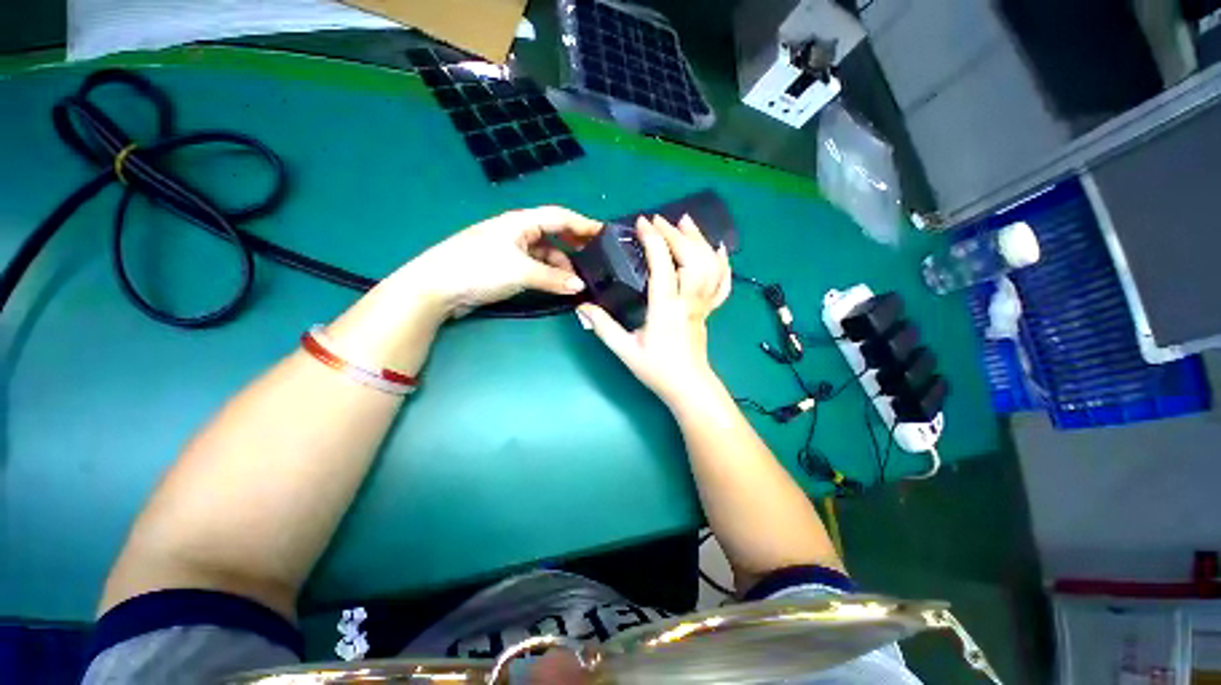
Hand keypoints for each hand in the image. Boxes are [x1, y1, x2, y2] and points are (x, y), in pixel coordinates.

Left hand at [393, 206, 602, 317]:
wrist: (437, 288)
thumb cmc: (479, 269)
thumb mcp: (522, 272)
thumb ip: (554, 278)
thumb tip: (580, 287)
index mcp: (521, 222)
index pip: (560, 217)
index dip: (583, 224)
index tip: (604, 234)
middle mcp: (518, 232)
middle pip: (554, 235)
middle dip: (574, 247)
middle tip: (595, 261)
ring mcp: (511, 250)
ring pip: (545, 254)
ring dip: (561, 267)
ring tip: (577, 284)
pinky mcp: (505, 267)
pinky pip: (535, 267)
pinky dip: (548, 276)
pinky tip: (558, 287)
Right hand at [577, 214, 730, 406]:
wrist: (688, 387)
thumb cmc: (657, 370)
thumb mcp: (625, 350)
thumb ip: (603, 326)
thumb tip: (582, 306)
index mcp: (665, 309)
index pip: (663, 266)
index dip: (654, 241)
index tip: (642, 223)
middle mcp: (688, 302)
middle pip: (691, 259)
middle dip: (675, 234)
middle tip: (658, 220)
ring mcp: (702, 305)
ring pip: (709, 266)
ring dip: (699, 239)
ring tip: (685, 221)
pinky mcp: (708, 309)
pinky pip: (722, 283)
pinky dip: (722, 263)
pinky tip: (718, 248)